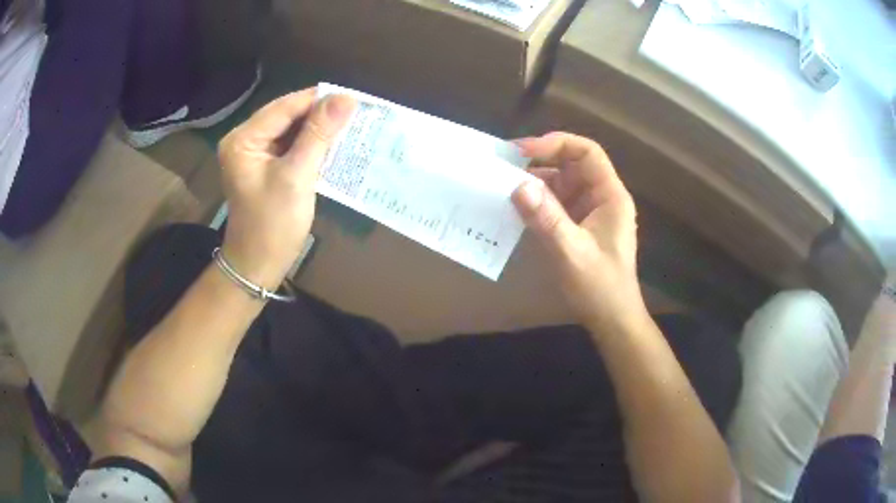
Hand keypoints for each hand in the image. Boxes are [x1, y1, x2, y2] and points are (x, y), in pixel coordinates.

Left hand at [217, 88, 354, 288]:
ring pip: (291, 129)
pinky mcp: (264, 166)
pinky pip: (290, 145)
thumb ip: (319, 135)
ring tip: (350, 126)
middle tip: (356, 113)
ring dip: (318, 129)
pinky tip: (333, 145)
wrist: (258, 266)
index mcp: (243, 139)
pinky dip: (311, 145)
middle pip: (287, 115)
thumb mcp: (297, 177)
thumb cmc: (273, 225)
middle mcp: (245, 140)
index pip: (285, 107)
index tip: (354, 98)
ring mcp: (254, 153)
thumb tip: (345, 98)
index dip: (319, 100)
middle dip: (319, 115)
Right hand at [511, 132, 643, 336]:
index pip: (587, 152)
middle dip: (540, 160)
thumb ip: (547, 218)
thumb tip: (517, 185)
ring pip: (561, 182)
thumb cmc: (600, 287)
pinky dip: (537, 201)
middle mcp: (601, 197)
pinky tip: (515, 206)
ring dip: (535, 181)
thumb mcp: (572, 252)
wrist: (611, 319)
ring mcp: (589, 211)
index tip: (522, 152)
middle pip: (572, 163)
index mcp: (610, 196)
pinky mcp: (578, 225)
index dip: (556, 144)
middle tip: (505, 165)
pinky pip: (556, 202)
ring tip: (504, 184)